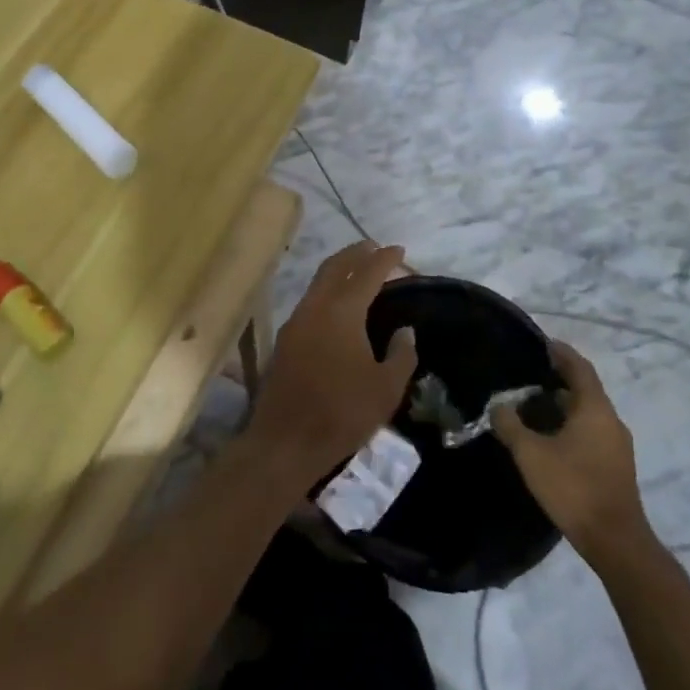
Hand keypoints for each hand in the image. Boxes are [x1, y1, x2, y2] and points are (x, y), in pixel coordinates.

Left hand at [246, 241, 416, 485]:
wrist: (285, 441)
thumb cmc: (342, 413)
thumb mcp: (386, 389)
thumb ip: (401, 355)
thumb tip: (405, 331)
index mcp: (342, 311)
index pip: (367, 273)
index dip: (385, 258)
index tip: (400, 250)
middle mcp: (315, 306)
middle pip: (335, 266)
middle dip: (356, 252)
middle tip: (375, 248)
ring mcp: (295, 321)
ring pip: (318, 281)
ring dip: (339, 269)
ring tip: (358, 270)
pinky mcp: (285, 339)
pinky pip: (309, 300)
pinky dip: (327, 290)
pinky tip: (337, 304)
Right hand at [492, 340, 656, 564]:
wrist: (616, 542)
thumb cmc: (574, 487)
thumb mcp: (531, 454)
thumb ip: (511, 425)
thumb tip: (498, 407)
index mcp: (595, 408)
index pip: (579, 366)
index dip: (560, 352)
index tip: (540, 344)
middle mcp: (610, 419)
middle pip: (584, 388)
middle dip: (557, 379)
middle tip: (526, 377)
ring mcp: (617, 445)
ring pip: (587, 412)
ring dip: (562, 405)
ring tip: (531, 407)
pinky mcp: (616, 466)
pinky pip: (591, 432)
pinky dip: (570, 425)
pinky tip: (549, 438)